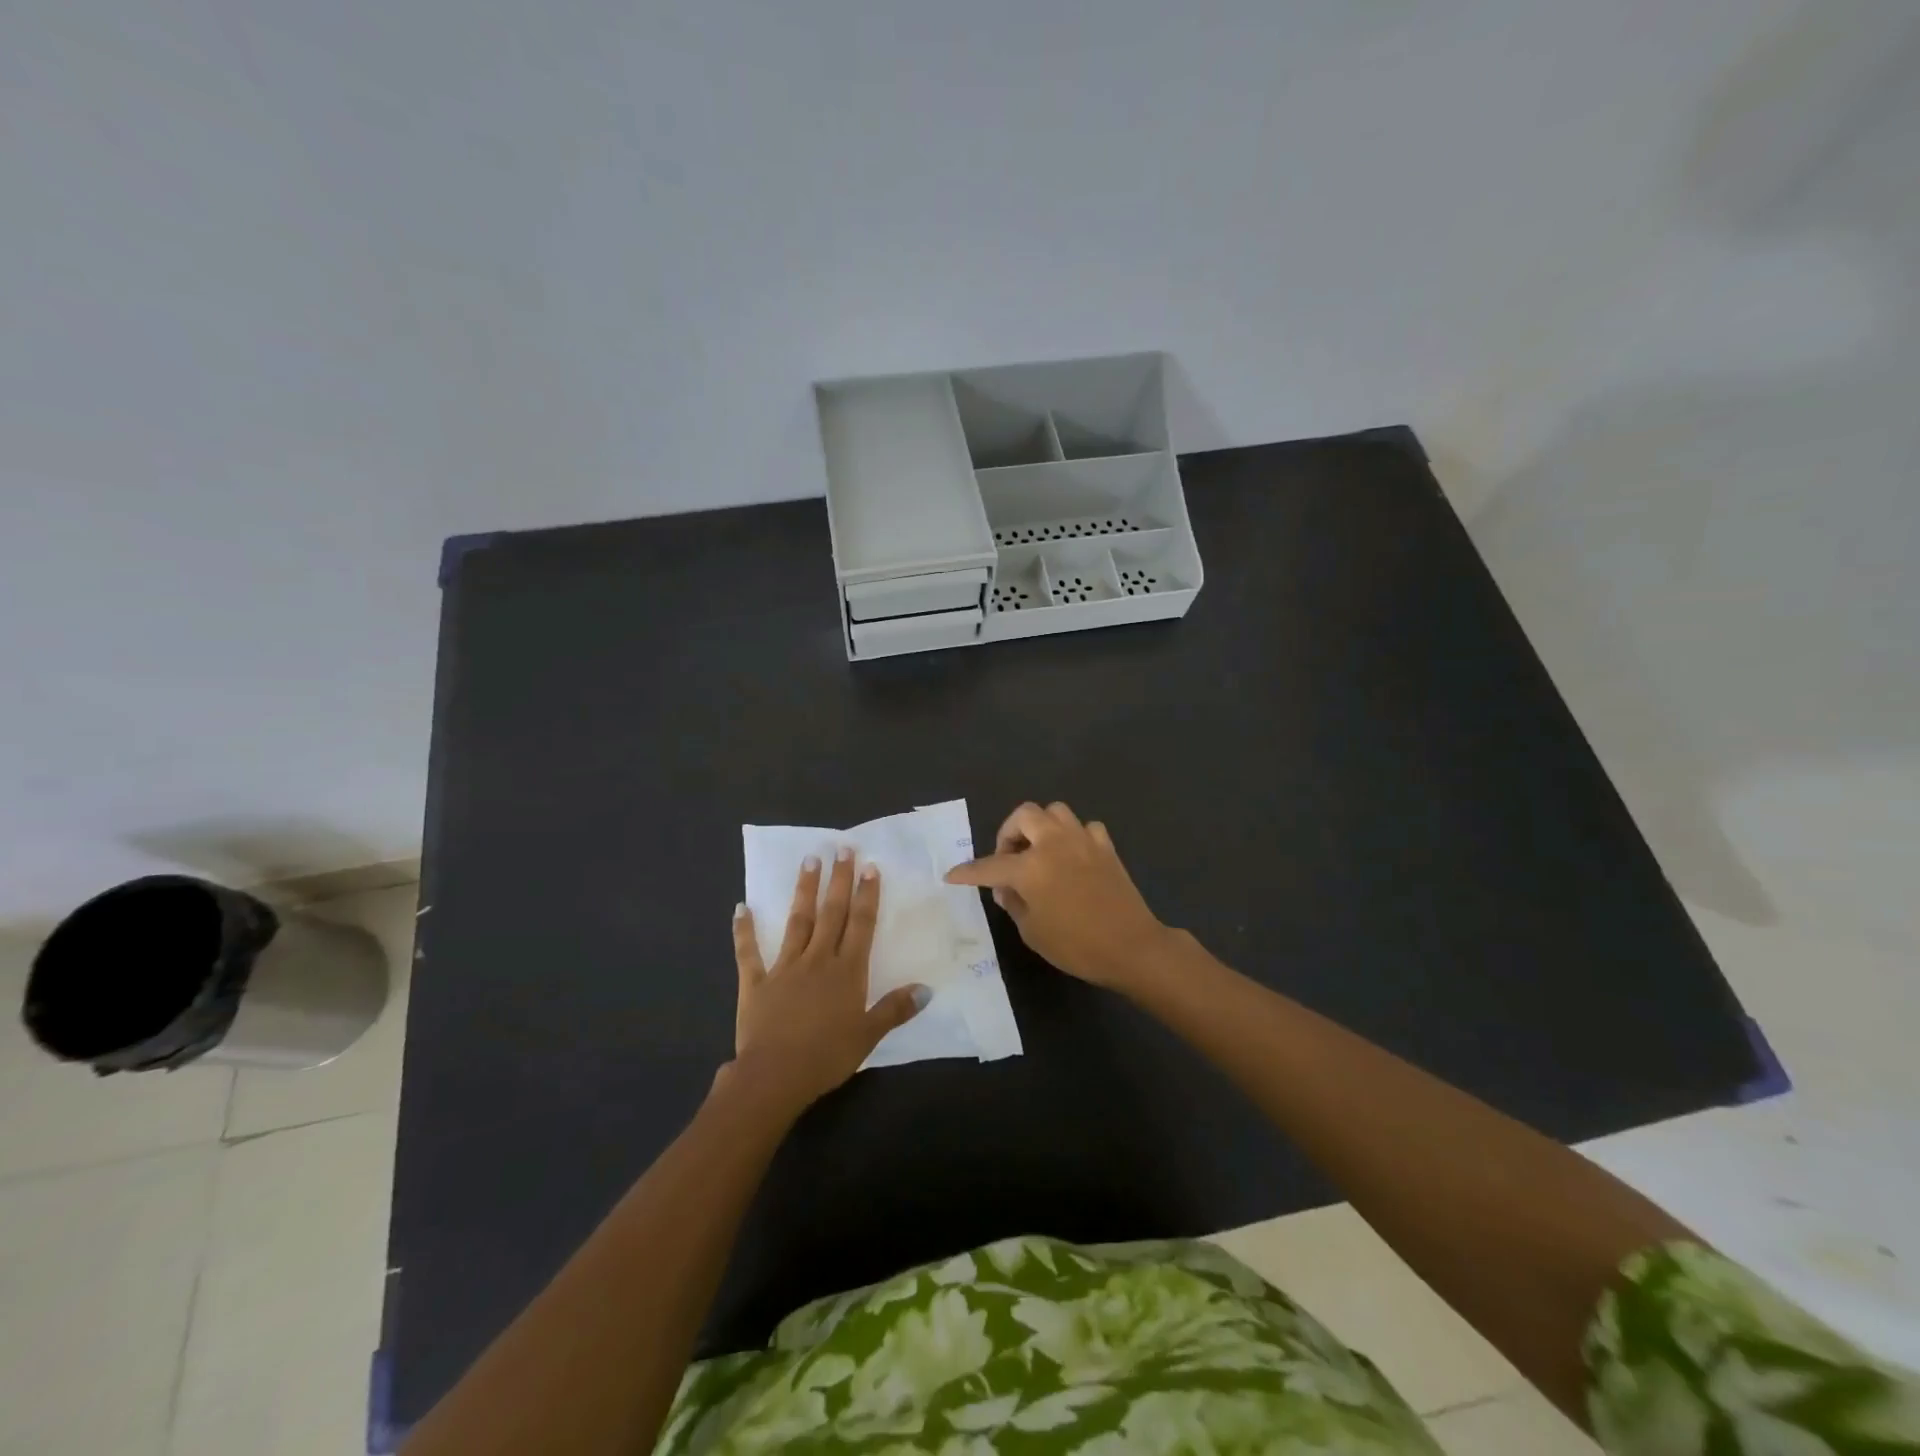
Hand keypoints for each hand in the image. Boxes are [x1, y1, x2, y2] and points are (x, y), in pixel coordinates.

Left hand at [728, 849, 928, 1112]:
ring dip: (804, 890)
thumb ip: (895, 1009)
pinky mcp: (756, 982)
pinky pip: (749, 952)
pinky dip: (744, 930)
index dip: (867, 895)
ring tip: (809, 860)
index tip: (870, 866)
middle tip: (842, 848)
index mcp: (847, 971)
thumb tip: (926, 989)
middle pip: (831, 913)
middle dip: (839, 880)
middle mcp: (818, 959)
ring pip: (797, 921)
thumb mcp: (868, 1036)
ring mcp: (785, 967)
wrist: (775, 1076)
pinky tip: (741, 907)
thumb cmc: (827, 1056)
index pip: (861, 924)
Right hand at [944, 802, 1174, 990]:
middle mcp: (1054, 843)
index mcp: (1031, 867)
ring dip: (1041, 827)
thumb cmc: (1076, 945)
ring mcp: (1083, 841)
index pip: (989, 865)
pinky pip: (1085, 828)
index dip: (968, 872)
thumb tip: (1007, 889)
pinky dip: (1074, 837)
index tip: (952, 875)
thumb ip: (1015, 904)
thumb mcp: (1033, 932)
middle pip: (1024, 815)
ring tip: (1039, 852)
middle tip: (1008, 859)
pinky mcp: (1106, 847)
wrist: (1132, 947)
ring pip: (1055, 812)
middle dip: (1009, 833)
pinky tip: (1072, 857)